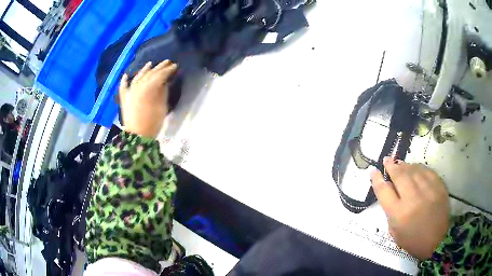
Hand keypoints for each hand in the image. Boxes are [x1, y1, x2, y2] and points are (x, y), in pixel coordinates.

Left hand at [119, 60, 177, 138]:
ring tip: (150, 64)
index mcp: (148, 88)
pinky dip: (124, 81)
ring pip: (137, 77)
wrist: (137, 136)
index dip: (168, 70)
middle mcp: (138, 86)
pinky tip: (125, 75)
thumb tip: (164, 83)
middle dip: (159, 67)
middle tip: (168, 62)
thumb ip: (162, 92)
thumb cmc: (152, 123)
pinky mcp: (124, 99)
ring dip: (144, 70)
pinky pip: (123, 87)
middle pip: (149, 74)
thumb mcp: (162, 107)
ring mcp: (129, 92)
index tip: (175, 66)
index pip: (160, 75)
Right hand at [371, 157, 448, 259]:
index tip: (373, 171)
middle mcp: (413, 199)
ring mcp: (428, 190)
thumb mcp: (395, 232)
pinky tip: (415, 168)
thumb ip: (391, 211)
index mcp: (399, 214)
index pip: (384, 191)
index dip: (377, 179)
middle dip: (391, 166)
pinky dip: (419, 167)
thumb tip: (389, 190)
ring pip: (413, 170)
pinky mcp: (439, 186)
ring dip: (404, 165)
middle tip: (387, 160)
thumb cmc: (413, 240)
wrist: (437, 240)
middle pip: (399, 176)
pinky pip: (426, 171)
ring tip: (400, 163)